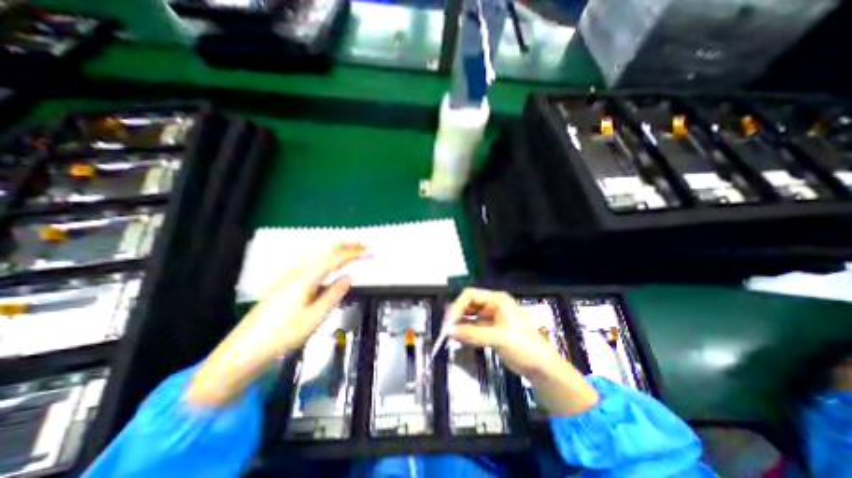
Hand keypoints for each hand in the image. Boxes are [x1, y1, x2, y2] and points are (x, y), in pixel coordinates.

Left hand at [186, 242, 363, 406]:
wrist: (244, 350)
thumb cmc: (282, 335)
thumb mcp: (314, 318)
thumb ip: (333, 294)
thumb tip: (349, 276)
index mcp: (305, 277)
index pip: (335, 258)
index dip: (354, 252)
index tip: (370, 251)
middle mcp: (298, 271)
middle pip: (326, 252)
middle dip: (346, 245)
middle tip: (364, 242)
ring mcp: (290, 276)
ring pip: (318, 256)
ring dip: (337, 250)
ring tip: (352, 247)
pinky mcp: (287, 283)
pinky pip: (312, 264)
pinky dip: (326, 259)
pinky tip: (328, 262)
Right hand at [447, 288, 564, 376]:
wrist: (540, 366)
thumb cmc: (523, 346)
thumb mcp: (498, 338)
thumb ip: (472, 333)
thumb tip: (449, 331)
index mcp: (497, 299)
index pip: (470, 295)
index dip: (457, 306)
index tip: (449, 321)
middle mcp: (492, 305)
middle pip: (468, 304)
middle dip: (457, 314)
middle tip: (447, 329)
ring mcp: (491, 317)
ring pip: (469, 315)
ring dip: (460, 323)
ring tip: (450, 334)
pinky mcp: (490, 329)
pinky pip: (473, 326)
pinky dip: (465, 331)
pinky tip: (459, 337)